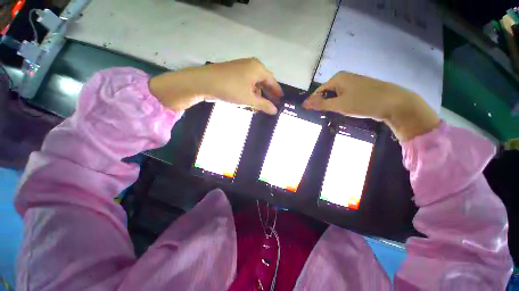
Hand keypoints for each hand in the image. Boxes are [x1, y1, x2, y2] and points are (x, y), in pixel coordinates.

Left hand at [149, 58, 282, 113]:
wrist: (204, 82)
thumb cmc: (231, 89)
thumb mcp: (249, 99)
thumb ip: (264, 105)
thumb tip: (275, 111)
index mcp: (258, 68)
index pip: (272, 81)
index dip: (277, 91)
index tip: (281, 99)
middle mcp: (251, 65)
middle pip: (264, 81)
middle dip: (268, 93)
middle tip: (272, 104)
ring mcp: (241, 68)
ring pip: (255, 83)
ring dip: (258, 94)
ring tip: (261, 105)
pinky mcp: (233, 73)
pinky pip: (247, 83)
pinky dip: (250, 92)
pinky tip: (250, 100)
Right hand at [302, 72, 439, 140]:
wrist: (394, 102)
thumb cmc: (363, 102)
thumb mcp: (339, 105)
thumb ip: (320, 104)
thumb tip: (304, 103)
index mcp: (337, 78)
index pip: (318, 91)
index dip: (313, 102)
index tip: (311, 113)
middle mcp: (344, 77)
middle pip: (327, 93)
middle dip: (325, 104)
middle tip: (325, 115)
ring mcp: (353, 82)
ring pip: (336, 95)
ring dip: (334, 105)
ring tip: (336, 113)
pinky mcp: (359, 89)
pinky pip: (345, 96)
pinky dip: (342, 104)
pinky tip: (347, 110)